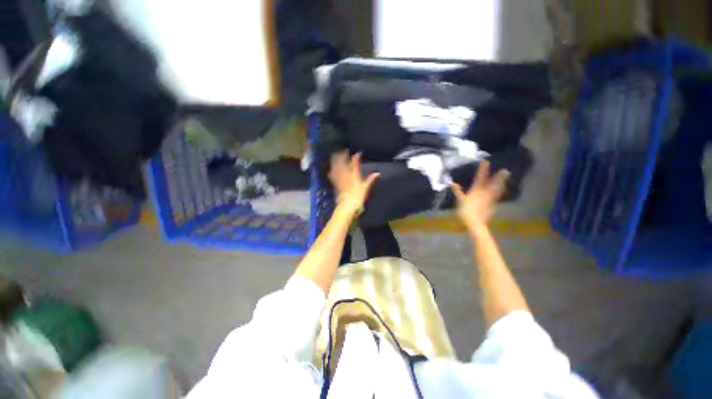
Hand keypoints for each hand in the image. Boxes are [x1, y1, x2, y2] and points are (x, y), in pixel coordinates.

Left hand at [329, 151, 379, 215]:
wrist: (347, 204)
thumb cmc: (358, 196)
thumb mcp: (366, 187)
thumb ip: (371, 179)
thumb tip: (378, 173)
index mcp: (354, 174)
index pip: (355, 163)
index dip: (356, 157)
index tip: (358, 153)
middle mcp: (346, 174)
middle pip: (343, 162)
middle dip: (342, 156)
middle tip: (343, 151)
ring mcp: (340, 178)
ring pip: (336, 167)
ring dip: (335, 160)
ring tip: (335, 155)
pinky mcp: (336, 183)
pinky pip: (332, 174)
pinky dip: (332, 170)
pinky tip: (331, 168)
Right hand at [451, 160, 509, 231]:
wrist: (475, 222)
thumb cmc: (465, 211)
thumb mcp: (460, 200)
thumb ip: (457, 191)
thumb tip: (452, 183)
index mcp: (476, 190)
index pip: (480, 177)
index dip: (483, 169)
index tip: (486, 161)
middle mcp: (485, 192)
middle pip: (492, 183)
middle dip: (498, 176)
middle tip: (505, 170)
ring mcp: (490, 198)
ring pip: (497, 189)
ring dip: (501, 183)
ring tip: (505, 177)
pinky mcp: (492, 204)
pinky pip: (496, 195)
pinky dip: (499, 191)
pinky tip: (501, 189)